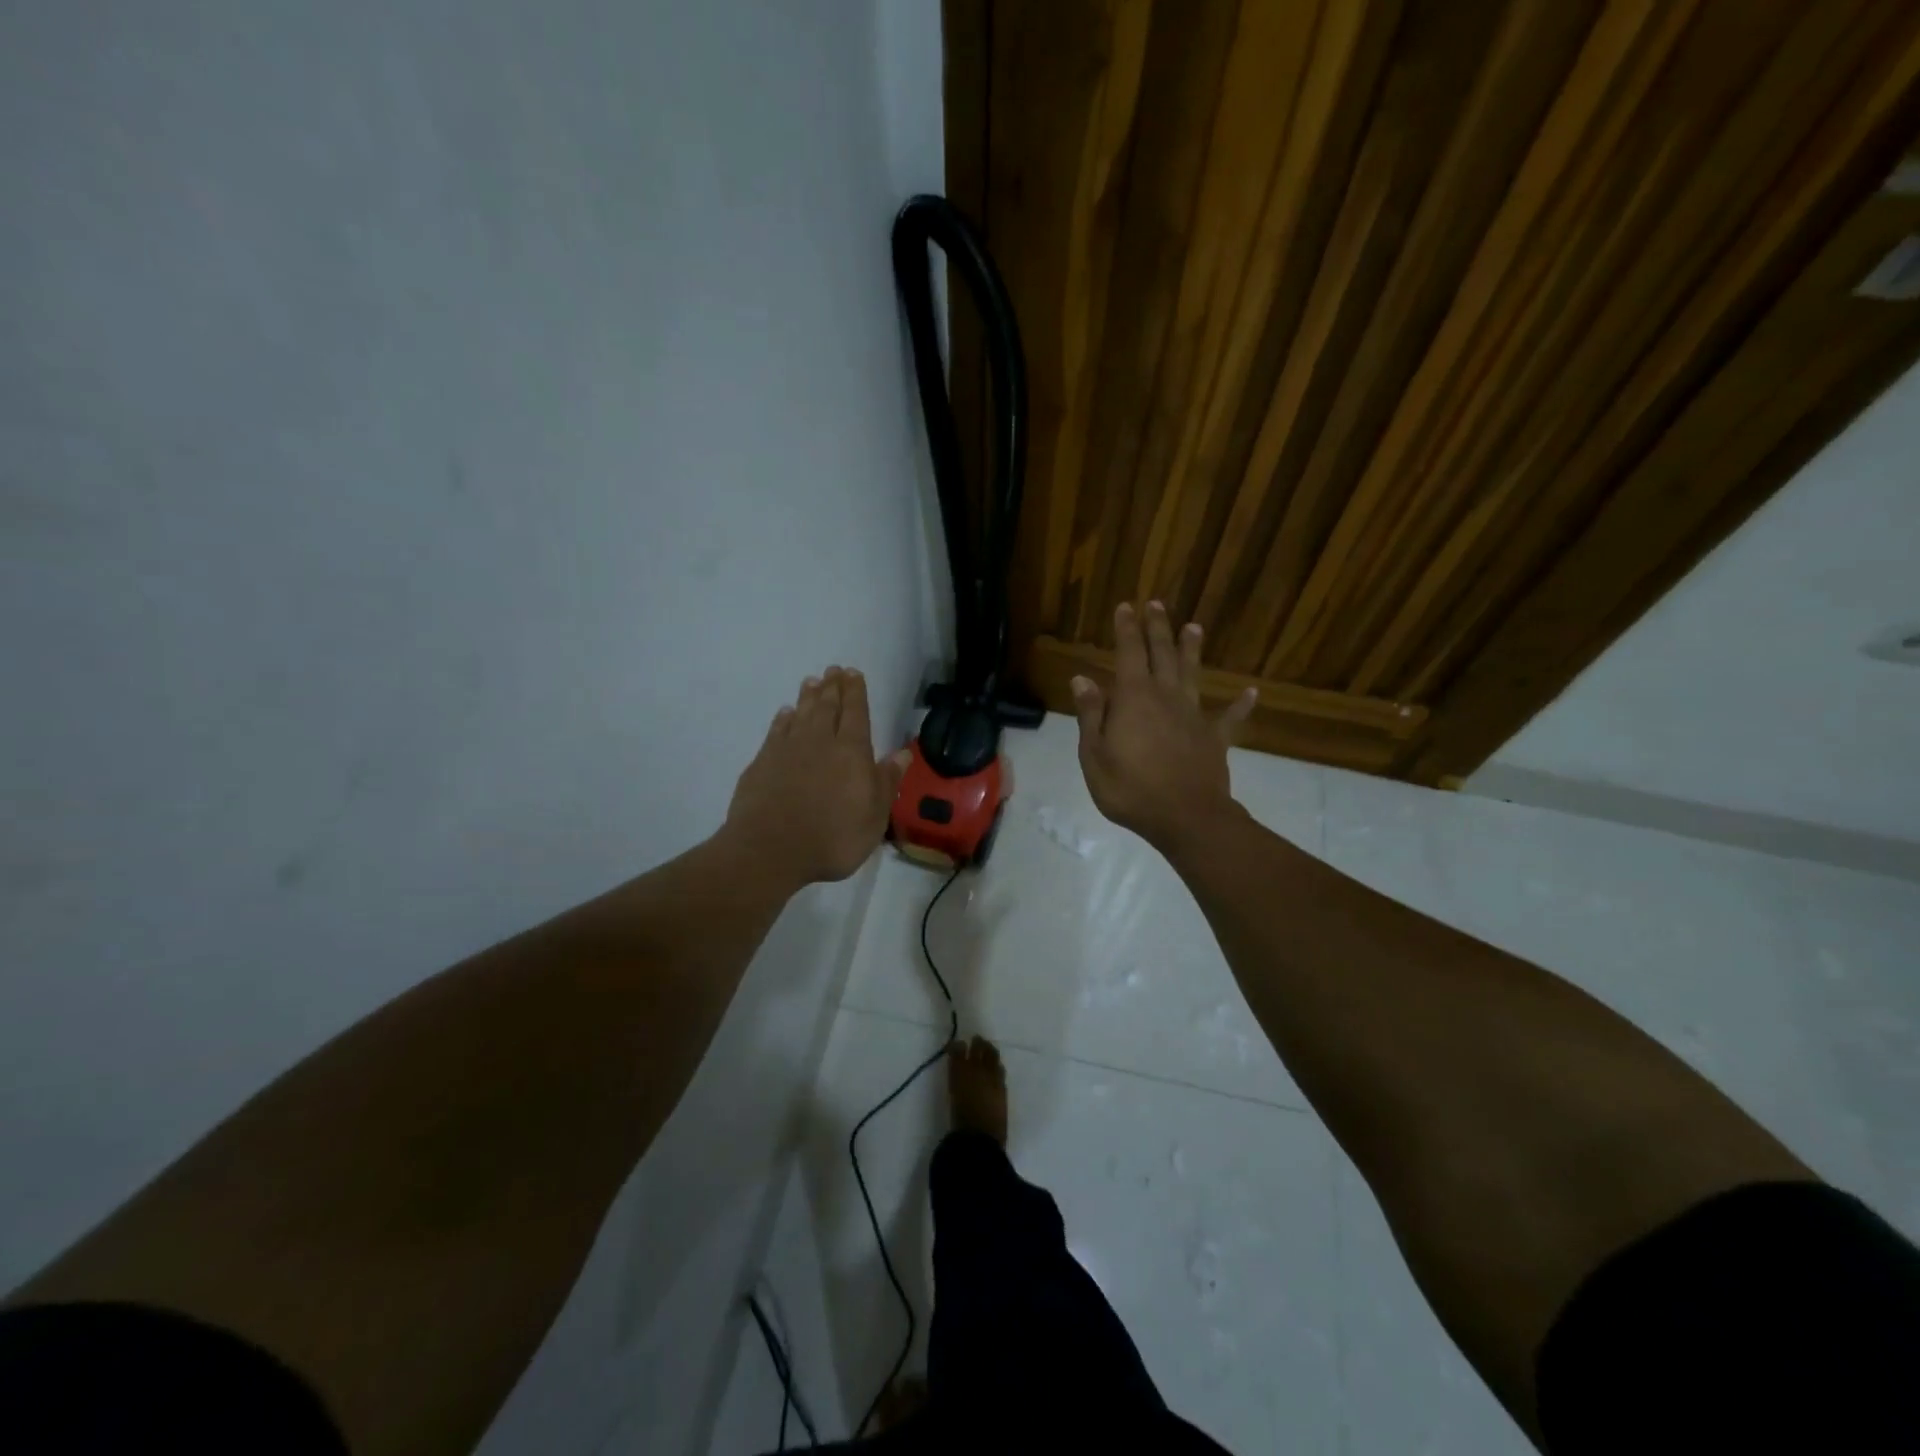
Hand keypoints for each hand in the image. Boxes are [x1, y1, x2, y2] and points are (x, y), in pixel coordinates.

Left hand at [724, 666, 908, 887]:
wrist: (771, 851)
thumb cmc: (833, 838)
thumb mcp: (874, 817)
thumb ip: (887, 782)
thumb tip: (903, 753)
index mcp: (852, 752)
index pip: (856, 713)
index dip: (856, 692)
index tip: (853, 673)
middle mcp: (820, 742)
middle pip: (827, 707)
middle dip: (833, 687)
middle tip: (833, 670)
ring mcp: (787, 750)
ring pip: (801, 714)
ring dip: (808, 696)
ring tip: (812, 681)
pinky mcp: (762, 763)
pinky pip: (776, 731)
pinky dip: (783, 719)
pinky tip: (785, 713)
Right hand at [1070, 602, 1255, 852]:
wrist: (1186, 818)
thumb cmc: (1131, 789)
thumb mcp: (1094, 755)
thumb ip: (1091, 715)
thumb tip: (1082, 678)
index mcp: (1134, 698)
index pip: (1129, 653)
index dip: (1127, 629)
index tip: (1126, 606)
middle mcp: (1166, 697)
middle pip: (1162, 655)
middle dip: (1158, 628)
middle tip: (1156, 604)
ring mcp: (1194, 716)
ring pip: (1192, 675)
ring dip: (1192, 650)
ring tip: (1194, 627)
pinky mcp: (1215, 739)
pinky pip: (1229, 718)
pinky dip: (1240, 705)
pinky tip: (1251, 692)